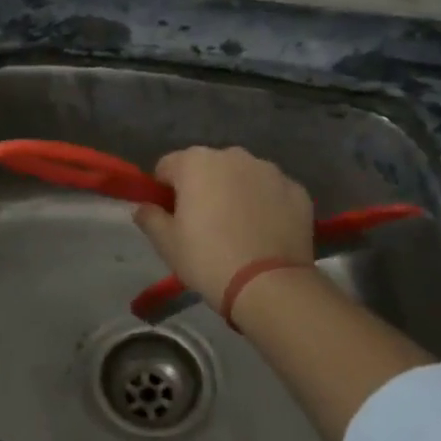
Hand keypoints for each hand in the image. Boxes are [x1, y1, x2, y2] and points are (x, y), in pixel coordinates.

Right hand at [133, 147, 315, 308]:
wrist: (270, 285)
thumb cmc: (208, 259)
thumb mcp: (166, 243)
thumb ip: (149, 217)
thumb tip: (144, 207)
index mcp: (196, 162)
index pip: (167, 166)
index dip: (164, 190)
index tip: (170, 217)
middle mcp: (233, 155)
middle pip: (207, 167)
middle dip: (202, 188)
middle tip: (203, 225)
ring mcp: (269, 170)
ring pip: (242, 176)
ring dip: (235, 192)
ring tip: (238, 230)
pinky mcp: (297, 189)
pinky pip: (271, 191)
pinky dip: (265, 204)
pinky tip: (264, 233)